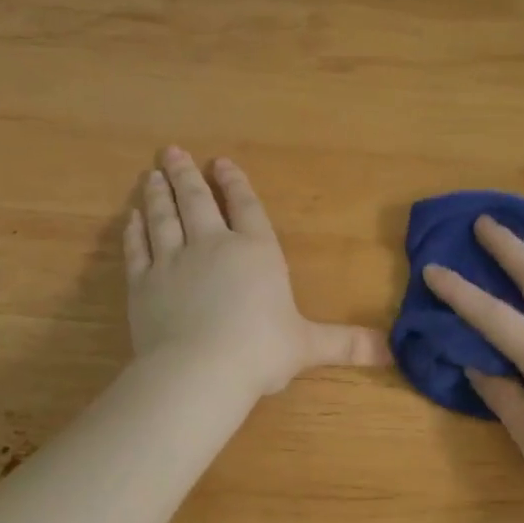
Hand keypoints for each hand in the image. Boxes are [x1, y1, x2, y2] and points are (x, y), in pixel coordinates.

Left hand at [124, 147, 388, 396]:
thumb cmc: (260, 351)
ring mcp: (173, 261)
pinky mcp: (143, 283)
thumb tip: (391, 352)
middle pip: (198, 202)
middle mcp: (213, 245)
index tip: (220, 163)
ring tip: (153, 175)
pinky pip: (137, 248)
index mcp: (256, 252)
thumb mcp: (309, 346)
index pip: (246, 208)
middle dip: (186, 175)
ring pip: (164, 217)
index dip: (234, 184)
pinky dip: (134, 230)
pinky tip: (132, 217)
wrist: (198, 370)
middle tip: (172, 152)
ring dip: (159, 194)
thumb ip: (346, 344)